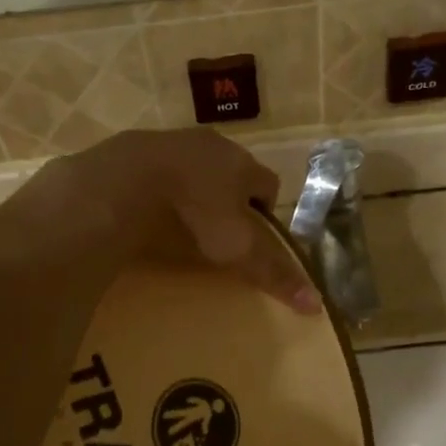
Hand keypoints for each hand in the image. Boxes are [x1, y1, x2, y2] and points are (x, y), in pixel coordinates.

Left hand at [42, 127, 319, 313]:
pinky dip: (159, 186)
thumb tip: (316, 304)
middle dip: (229, 196)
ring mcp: (172, 142)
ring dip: (193, 187)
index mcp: (242, 165)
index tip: (257, 234)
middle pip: (231, 171)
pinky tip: (149, 209)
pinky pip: (157, 167)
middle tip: (219, 229)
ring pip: (194, 166)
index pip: (268, 183)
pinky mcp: (136, 148)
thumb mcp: (238, 248)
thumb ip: (272, 272)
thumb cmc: (196, 212)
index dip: (266, 209)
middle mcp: (212, 146)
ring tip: (183, 219)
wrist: (129, 179)